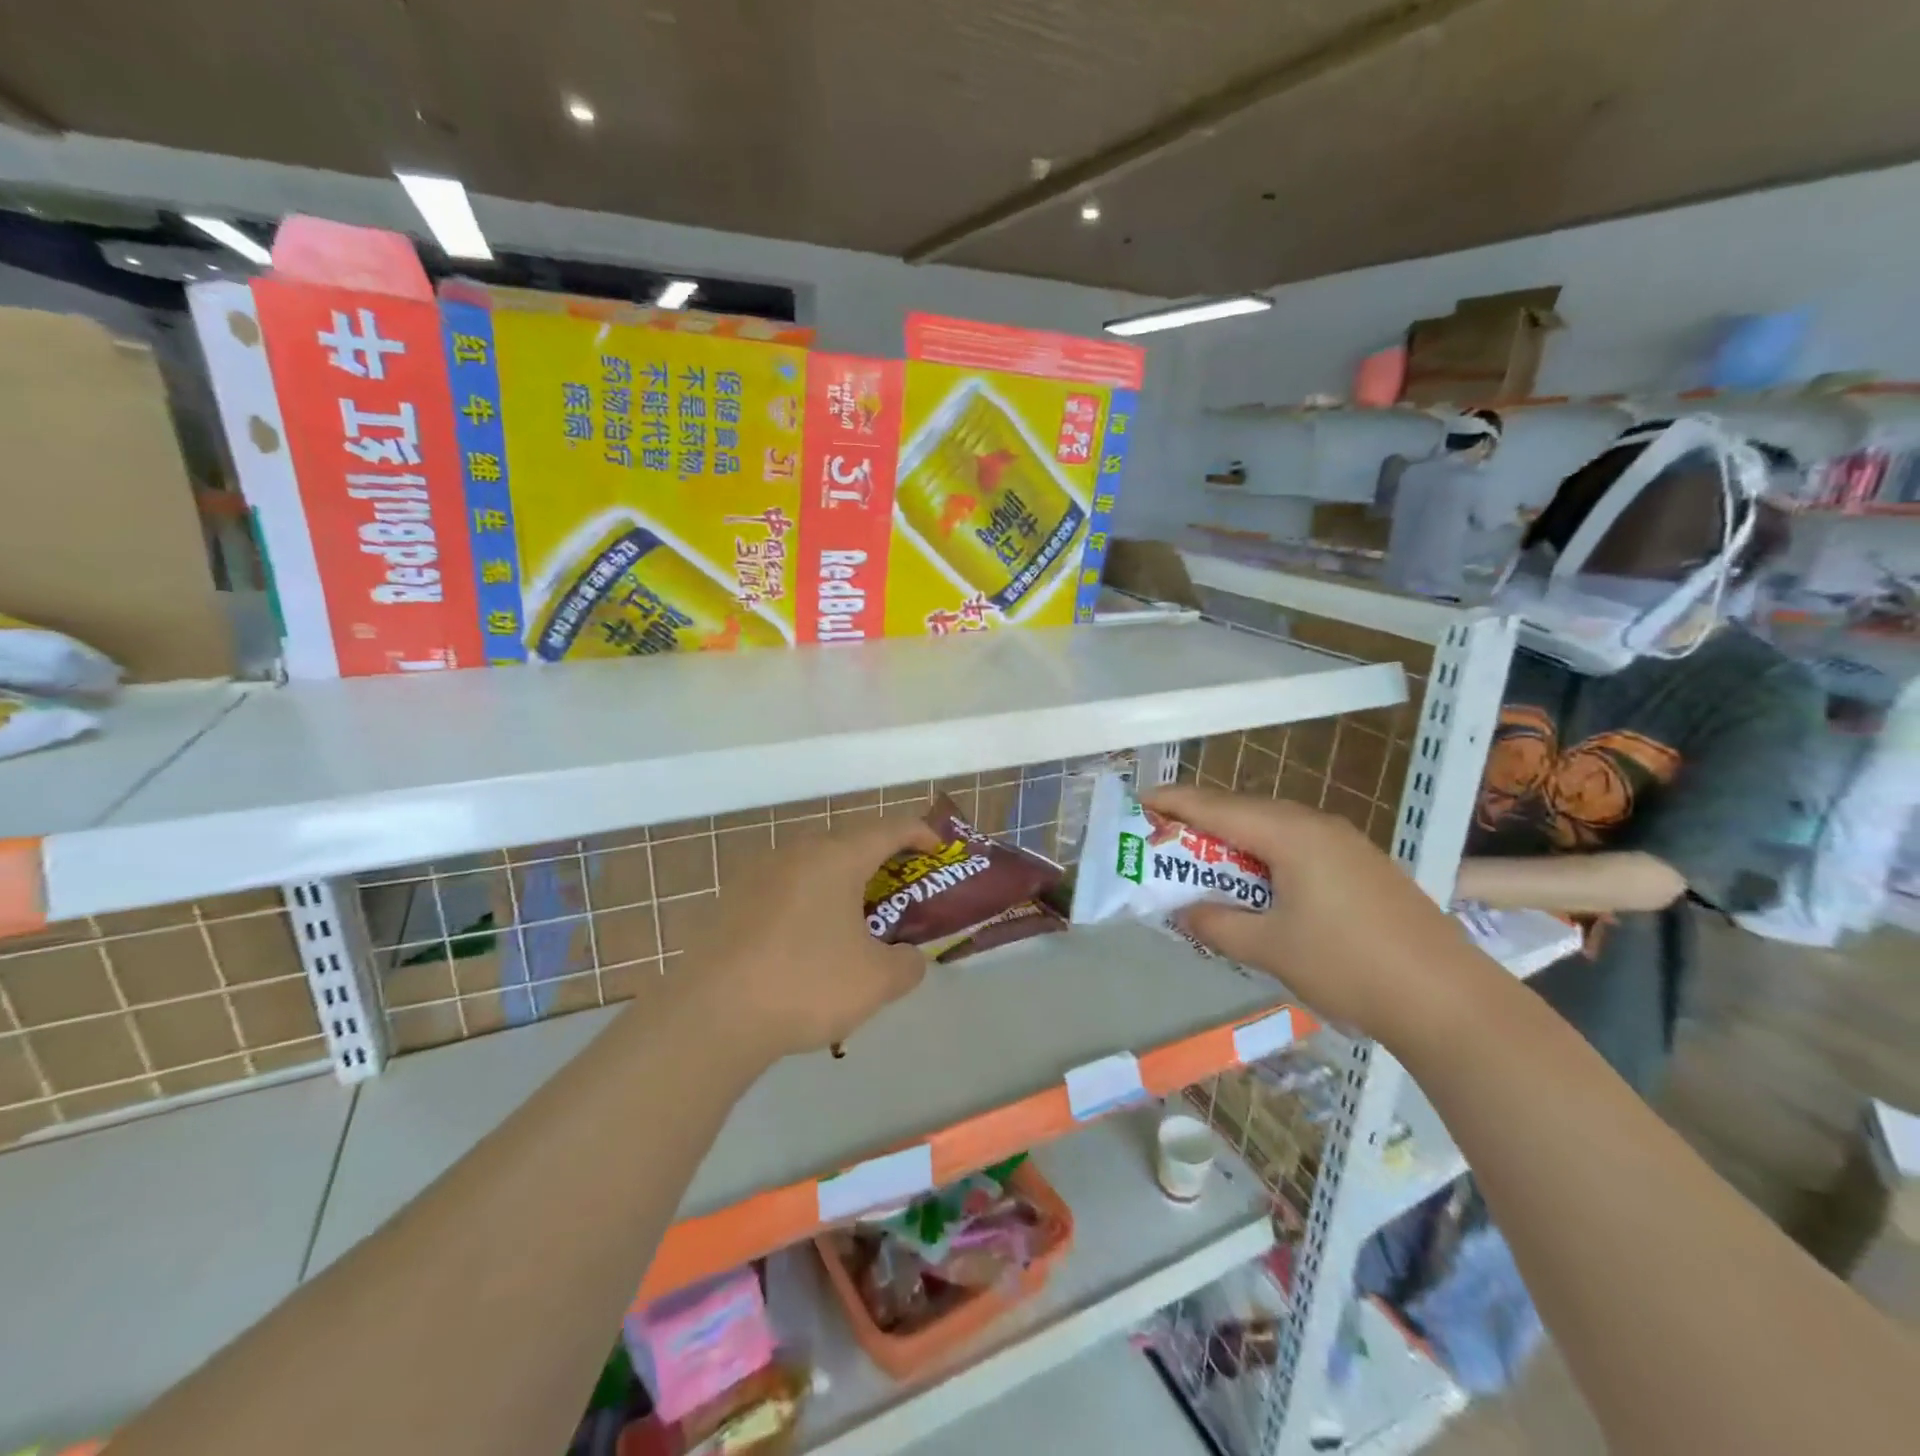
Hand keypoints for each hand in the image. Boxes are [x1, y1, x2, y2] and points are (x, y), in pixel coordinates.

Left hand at [682, 814, 941, 1060]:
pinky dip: (807, 901)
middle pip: (848, 841)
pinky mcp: (730, 900)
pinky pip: (784, 888)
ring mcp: (757, 873)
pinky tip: (807, 941)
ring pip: (812, 864)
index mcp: (836, 857)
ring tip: (854, 916)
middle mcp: (796, 852)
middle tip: (899, 887)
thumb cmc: (805, 984)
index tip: (937, 849)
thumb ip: (908, 964)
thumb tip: (908, 958)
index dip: (920, 833)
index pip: (889, 828)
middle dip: (879, 859)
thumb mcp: (877, 981)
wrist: (711, 1016)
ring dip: (840, 880)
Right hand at [1143, 785, 1482, 1042]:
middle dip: (1199, 822)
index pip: (1216, 807)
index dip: (1173, 803)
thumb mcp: (1270, 948)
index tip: (1136, 803)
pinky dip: (1264, 857)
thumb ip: (1217, 925)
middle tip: (1162, 839)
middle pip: (1243, 811)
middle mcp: (1317, 826)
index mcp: (1291, 834)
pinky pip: (1297, 847)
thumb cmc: (1349, 966)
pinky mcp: (1362, 867)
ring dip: (1233, 842)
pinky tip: (1258, 885)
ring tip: (1202, 863)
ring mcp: (1345, 844)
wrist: (1450, 1001)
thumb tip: (1184, 913)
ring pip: (1272, 829)